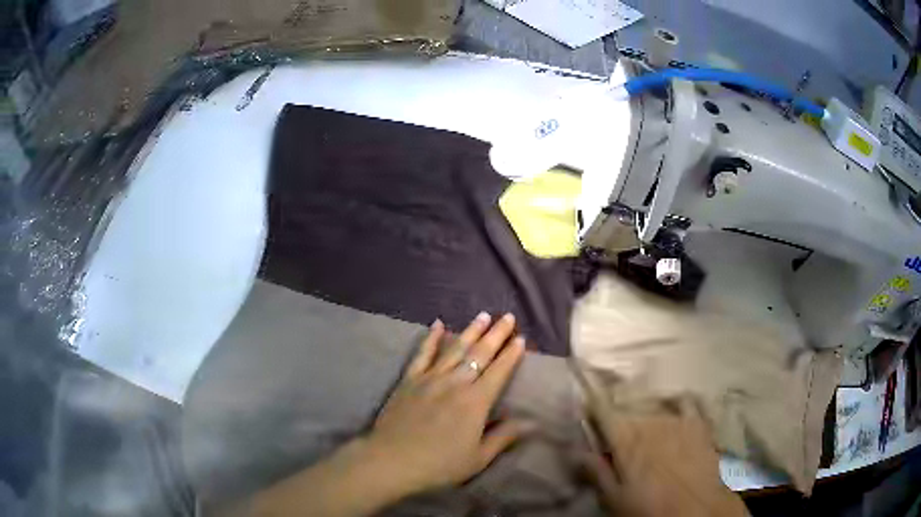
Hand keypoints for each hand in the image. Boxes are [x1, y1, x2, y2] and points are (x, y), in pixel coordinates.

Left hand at [363, 312, 527, 496]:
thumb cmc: (439, 464)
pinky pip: (422, 353)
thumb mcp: (478, 458)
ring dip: (470, 330)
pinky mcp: (409, 379)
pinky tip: (438, 324)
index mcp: (476, 401)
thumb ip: (504, 437)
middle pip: (479, 353)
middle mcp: (455, 383)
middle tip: (508, 316)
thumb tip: (532, 422)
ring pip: (454, 348)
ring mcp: (430, 378)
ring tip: (483, 315)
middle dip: (496, 334)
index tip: (520, 339)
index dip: (511, 354)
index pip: (499, 371)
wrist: (392, 460)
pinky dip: (431, 338)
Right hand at [577, 379, 747, 516]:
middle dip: (619, 413)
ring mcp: (677, 419)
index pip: (602, 409)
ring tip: (644, 421)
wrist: (698, 509)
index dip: (591, 398)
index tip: (583, 392)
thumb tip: (576, 450)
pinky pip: (686, 402)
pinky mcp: (698, 423)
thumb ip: (596, 471)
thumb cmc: (650, 507)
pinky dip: (677, 400)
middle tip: (615, 427)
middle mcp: (650, 420)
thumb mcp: (615, 498)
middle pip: (628, 408)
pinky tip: (675, 404)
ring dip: (645, 410)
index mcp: (626, 438)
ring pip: (654, 405)